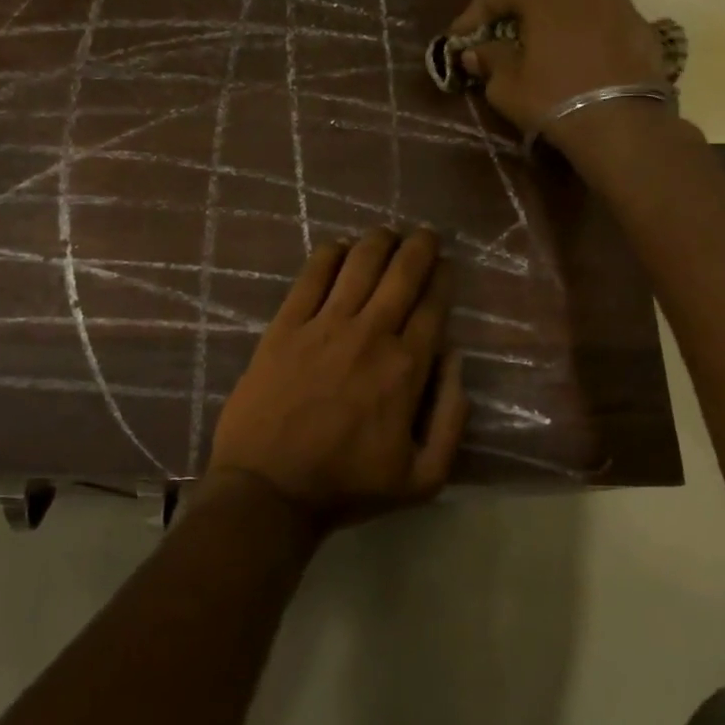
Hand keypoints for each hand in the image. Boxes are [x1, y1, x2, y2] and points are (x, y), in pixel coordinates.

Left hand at [208, 228, 468, 528]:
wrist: (268, 489)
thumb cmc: (346, 486)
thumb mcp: (423, 478)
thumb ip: (452, 419)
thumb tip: (457, 360)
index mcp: (407, 368)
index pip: (434, 306)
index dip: (443, 278)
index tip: (446, 265)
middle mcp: (370, 334)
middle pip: (402, 273)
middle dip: (419, 246)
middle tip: (424, 235)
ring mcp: (324, 325)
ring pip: (359, 263)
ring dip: (378, 241)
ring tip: (386, 234)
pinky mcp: (285, 325)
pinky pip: (311, 276)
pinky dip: (329, 254)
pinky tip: (338, 247)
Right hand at [450, 0, 667, 143]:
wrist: (624, 122)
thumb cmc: (556, 99)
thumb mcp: (508, 86)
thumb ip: (490, 60)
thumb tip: (476, 52)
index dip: (473, 12)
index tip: (459, 37)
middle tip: (502, 20)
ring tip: (539, 18)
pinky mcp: (634, 12)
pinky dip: (579, 6)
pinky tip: (572, 33)